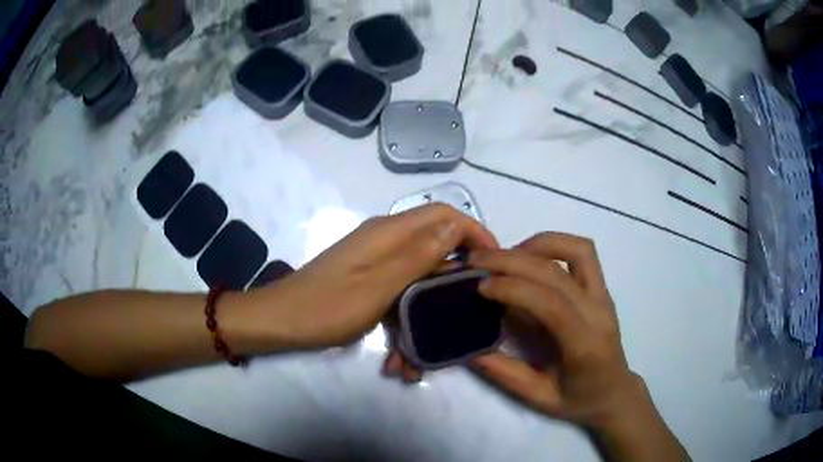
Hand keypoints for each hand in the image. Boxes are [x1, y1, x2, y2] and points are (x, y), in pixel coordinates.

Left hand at [247, 204, 498, 349]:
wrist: (281, 321)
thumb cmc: (327, 307)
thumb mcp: (379, 286)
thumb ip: (418, 255)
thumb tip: (455, 226)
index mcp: (389, 232)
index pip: (444, 215)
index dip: (474, 232)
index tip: (492, 262)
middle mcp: (385, 238)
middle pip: (435, 244)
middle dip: (454, 276)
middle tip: (469, 307)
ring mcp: (375, 259)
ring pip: (419, 274)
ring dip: (428, 307)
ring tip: (427, 349)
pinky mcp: (368, 278)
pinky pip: (400, 290)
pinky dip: (407, 317)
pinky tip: (401, 354)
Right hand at [468, 233, 688, 460]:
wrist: (615, 392)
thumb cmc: (578, 400)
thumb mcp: (538, 398)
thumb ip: (505, 373)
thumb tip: (468, 349)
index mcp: (585, 345)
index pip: (551, 303)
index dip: (513, 289)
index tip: (480, 286)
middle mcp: (598, 312)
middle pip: (557, 271)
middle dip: (512, 261)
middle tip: (477, 261)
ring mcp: (603, 296)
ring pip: (576, 250)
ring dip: (537, 245)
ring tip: (506, 256)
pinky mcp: (601, 288)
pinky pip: (582, 252)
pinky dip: (554, 245)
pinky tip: (530, 257)